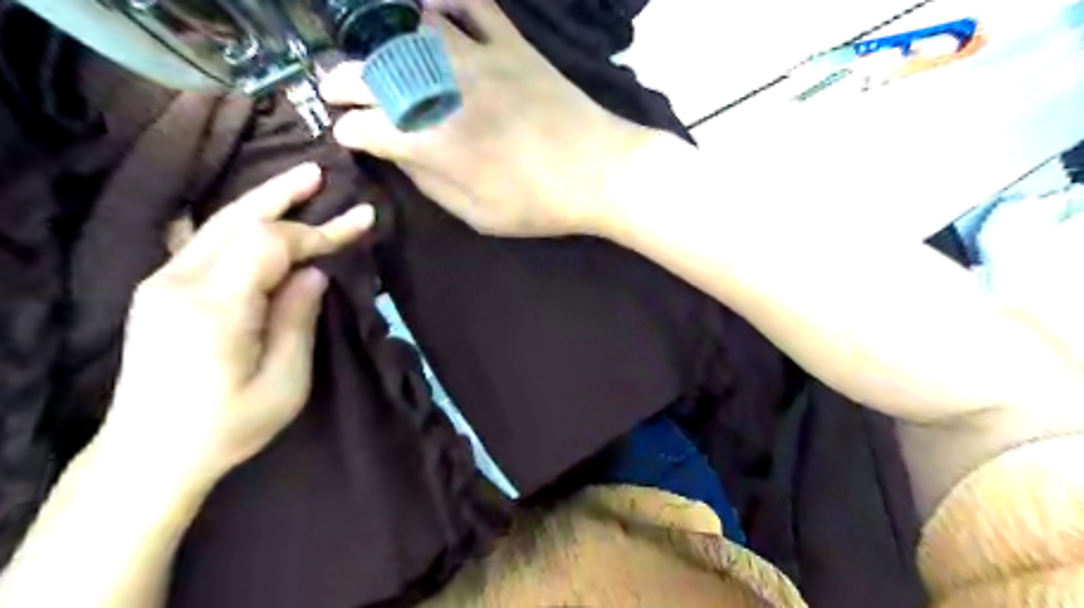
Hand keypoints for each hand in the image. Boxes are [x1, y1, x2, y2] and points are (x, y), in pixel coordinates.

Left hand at [91, 164, 377, 485]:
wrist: (150, 456)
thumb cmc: (228, 426)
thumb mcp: (284, 382)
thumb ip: (298, 320)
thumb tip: (313, 274)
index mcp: (216, 309)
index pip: (272, 245)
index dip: (319, 230)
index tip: (360, 221)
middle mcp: (180, 284)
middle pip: (237, 221)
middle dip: (283, 195)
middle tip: (319, 172)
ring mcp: (163, 284)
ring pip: (216, 225)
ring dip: (260, 202)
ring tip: (297, 182)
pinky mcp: (160, 291)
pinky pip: (202, 242)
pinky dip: (235, 222)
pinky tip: (249, 214)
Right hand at [318, 0, 646, 236]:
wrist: (600, 172)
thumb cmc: (539, 205)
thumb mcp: (478, 215)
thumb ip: (431, 184)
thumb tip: (401, 157)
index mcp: (436, 144)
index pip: (371, 128)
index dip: (351, 132)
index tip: (346, 135)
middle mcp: (447, 93)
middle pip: (377, 75)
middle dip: (344, 81)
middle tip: (334, 87)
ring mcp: (481, 61)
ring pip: (414, 34)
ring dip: (383, 41)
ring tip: (374, 53)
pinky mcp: (512, 46)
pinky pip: (474, 6)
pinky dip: (447, 2)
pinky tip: (429, 10)